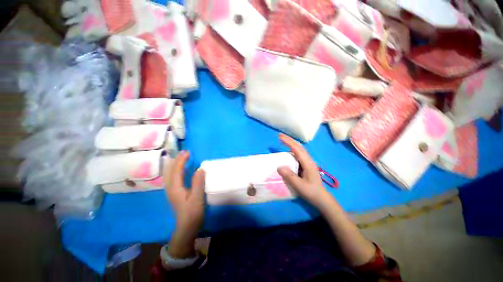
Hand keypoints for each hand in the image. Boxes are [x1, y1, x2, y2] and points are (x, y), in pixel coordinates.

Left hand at [165, 151, 204, 257]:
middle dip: (176, 160)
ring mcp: (171, 191)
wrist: (186, 227)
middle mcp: (170, 188)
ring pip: (169, 174)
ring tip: (180, 157)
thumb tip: (200, 168)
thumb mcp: (197, 197)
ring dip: (174, 164)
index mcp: (175, 188)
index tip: (188, 152)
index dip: (181, 160)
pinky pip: (172, 177)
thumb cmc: (192, 212)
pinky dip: (174, 170)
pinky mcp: (174, 193)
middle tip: (184, 152)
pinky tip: (178, 170)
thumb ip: (198, 182)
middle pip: (170, 171)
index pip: (177, 170)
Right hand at [277, 134, 331, 208]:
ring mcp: (308, 163)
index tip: (280, 137)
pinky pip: (299, 155)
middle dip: (290, 140)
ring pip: (300, 150)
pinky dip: (293, 150)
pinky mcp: (306, 166)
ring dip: (291, 144)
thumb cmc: (311, 192)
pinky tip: (288, 152)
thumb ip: (290, 176)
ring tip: (283, 142)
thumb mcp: (300, 186)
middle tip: (280, 136)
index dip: (289, 142)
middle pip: (300, 147)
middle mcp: (309, 161)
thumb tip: (279, 167)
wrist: (321, 198)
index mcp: (308, 164)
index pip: (297, 149)